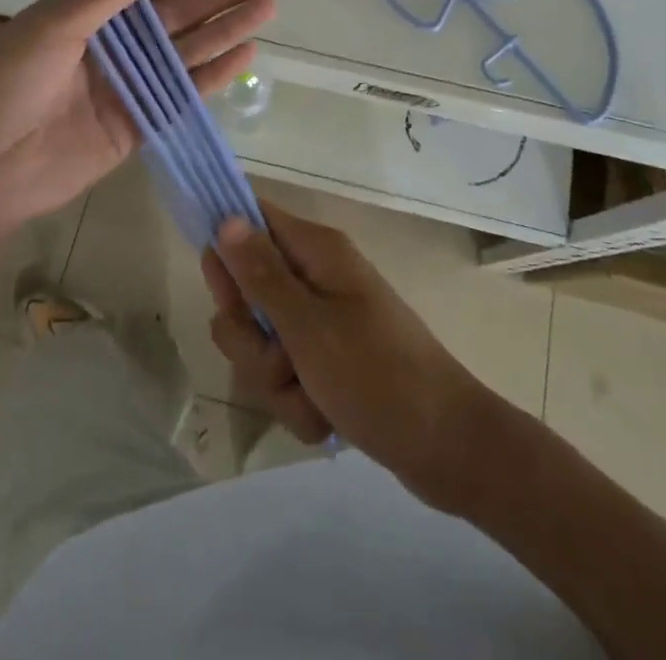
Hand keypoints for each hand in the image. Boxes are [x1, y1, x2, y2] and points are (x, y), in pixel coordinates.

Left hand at [0, 0, 281, 244]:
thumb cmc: (6, 81)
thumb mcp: (55, 24)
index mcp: (87, 14)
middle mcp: (112, 46)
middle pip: (179, 15)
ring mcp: (127, 86)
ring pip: (188, 52)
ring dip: (227, 30)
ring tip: (267, 9)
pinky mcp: (136, 125)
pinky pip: (182, 95)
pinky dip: (213, 76)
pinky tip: (246, 56)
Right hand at [202, 201, 500, 512]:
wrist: (445, 447)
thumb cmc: (377, 375)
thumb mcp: (308, 326)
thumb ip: (261, 275)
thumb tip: (226, 218)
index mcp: (316, 252)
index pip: (252, 220)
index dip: (225, 246)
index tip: (219, 289)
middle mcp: (315, 278)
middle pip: (247, 293)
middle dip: (252, 340)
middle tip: (280, 359)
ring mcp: (322, 322)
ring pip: (262, 344)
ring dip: (275, 381)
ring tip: (311, 396)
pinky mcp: (327, 362)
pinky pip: (285, 377)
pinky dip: (297, 403)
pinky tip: (325, 418)